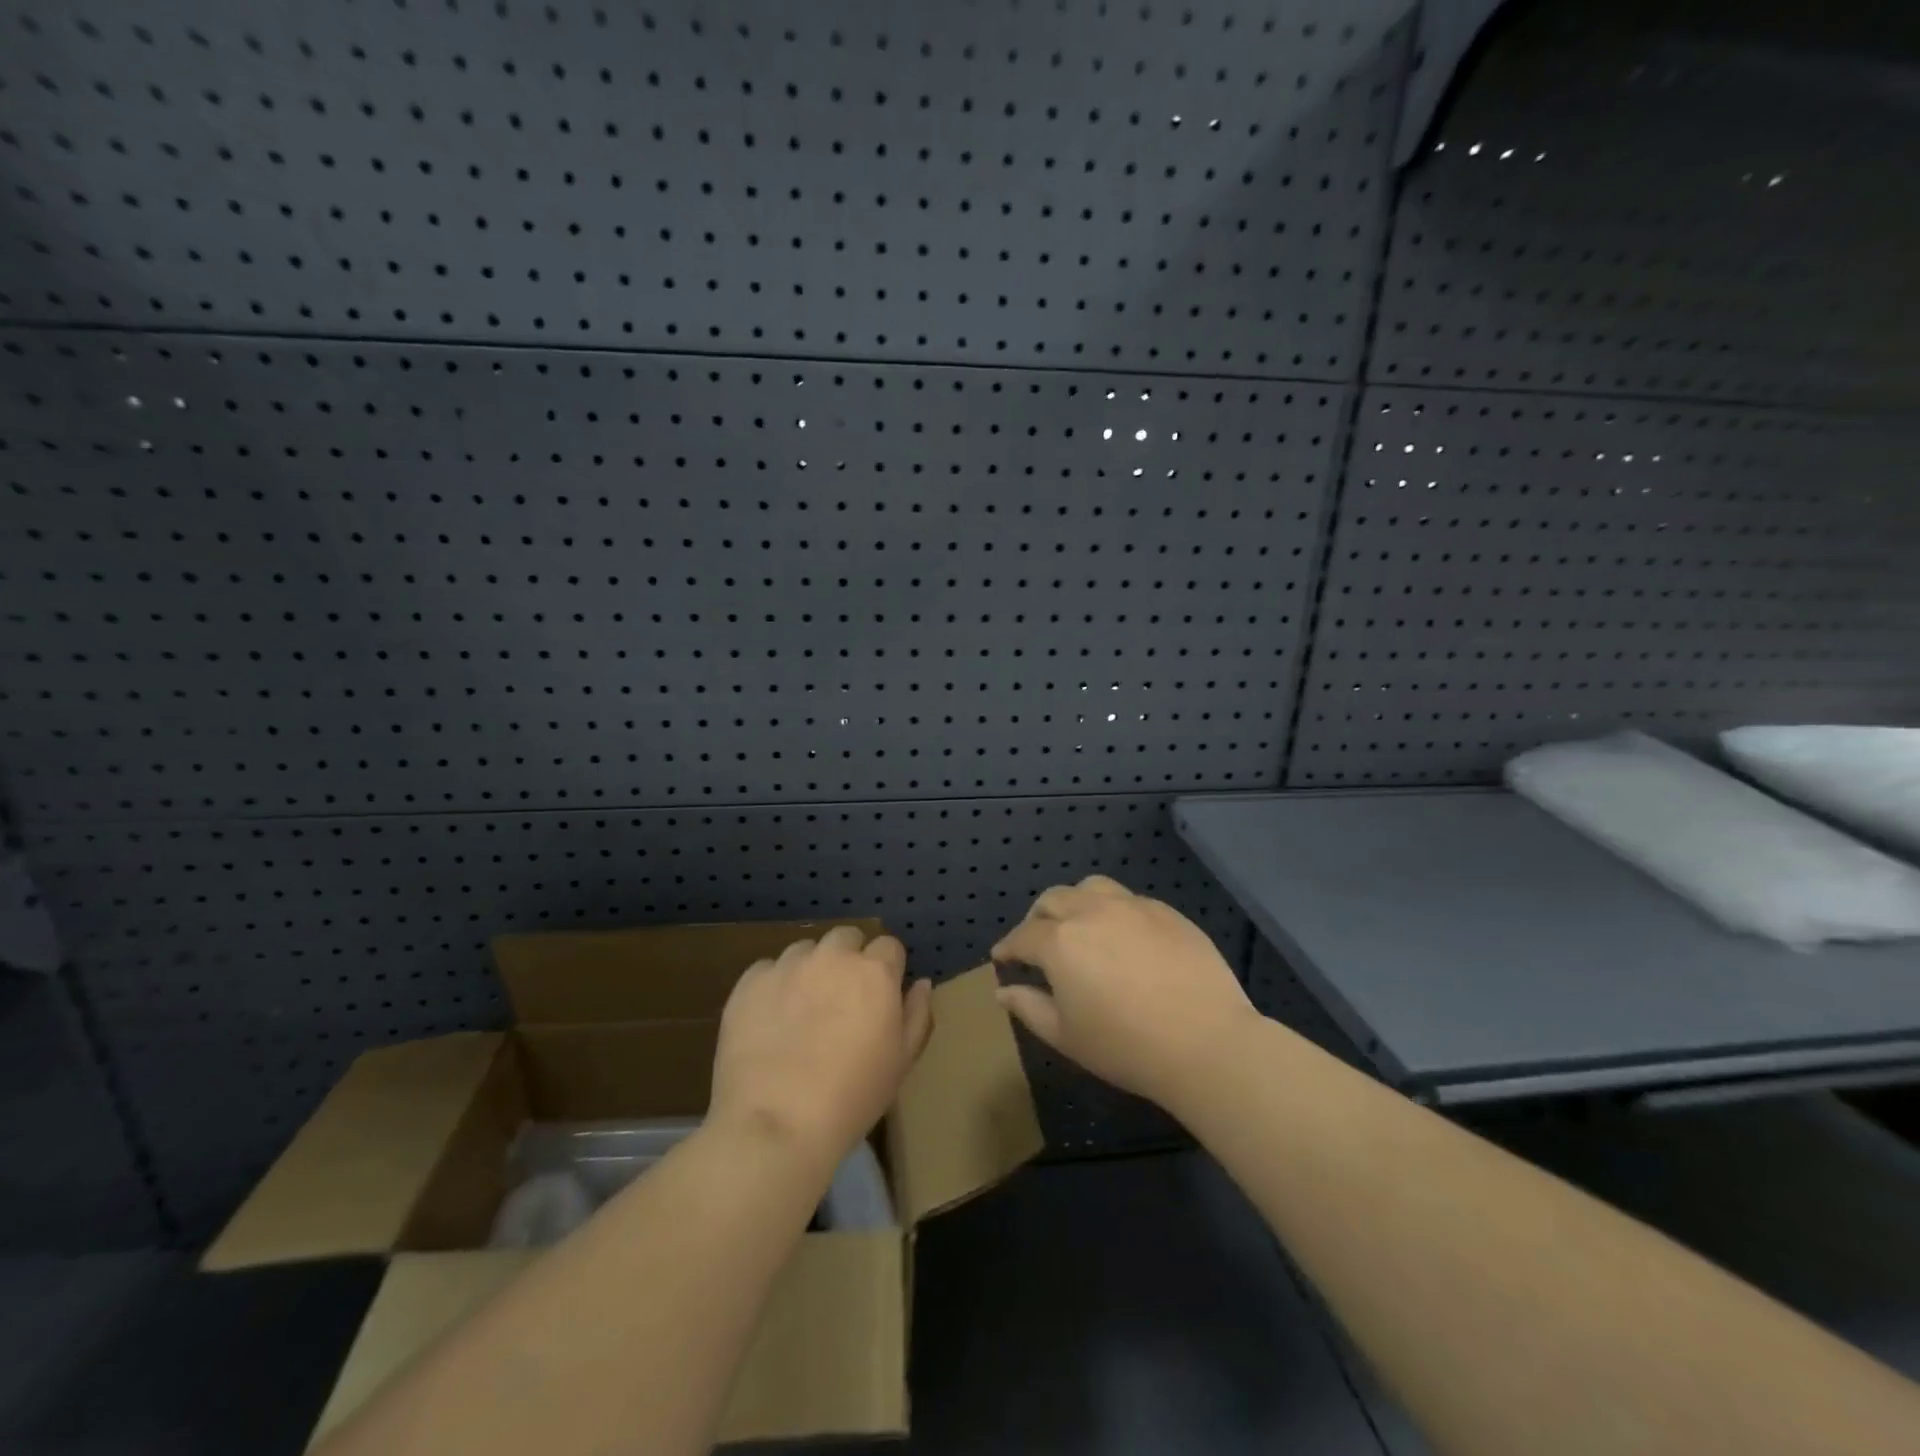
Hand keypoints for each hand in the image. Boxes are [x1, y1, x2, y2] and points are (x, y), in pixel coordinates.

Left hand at [708, 926, 933, 1178]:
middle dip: (849, 959)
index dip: (886, 969)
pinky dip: (773, 986)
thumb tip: (920, 983)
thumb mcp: (902, 1061)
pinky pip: (767, 970)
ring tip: (802, 1010)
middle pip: (846, 938)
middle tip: (842, 1000)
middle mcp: (832, 956)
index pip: (888, 946)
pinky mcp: (749, 982)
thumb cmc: (853, 1097)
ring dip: (810, 969)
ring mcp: (787, 965)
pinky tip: (770, 1020)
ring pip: (805, 950)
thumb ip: (917, 1014)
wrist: (777, 1124)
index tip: (880, 997)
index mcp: (875, 971)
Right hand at [992, 876, 1255, 1110]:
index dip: (1008, 947)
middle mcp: (1091, 911)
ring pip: (1091, 887)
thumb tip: (1003, 991)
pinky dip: (1113, 912)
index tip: (1002, 958)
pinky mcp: (1166, 912)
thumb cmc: (1126, 1046)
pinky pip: (1129, 900)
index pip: (1023, 935)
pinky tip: (1123, 938)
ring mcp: (1132, 907)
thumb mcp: (1066, 1036)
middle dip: (1038, 918)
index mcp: (1060, 941)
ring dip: (1075, 903)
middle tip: (1038, 943)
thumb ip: (1029, 1007)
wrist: (1206, 1042)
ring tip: (1079, 927)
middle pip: (1053, 899)